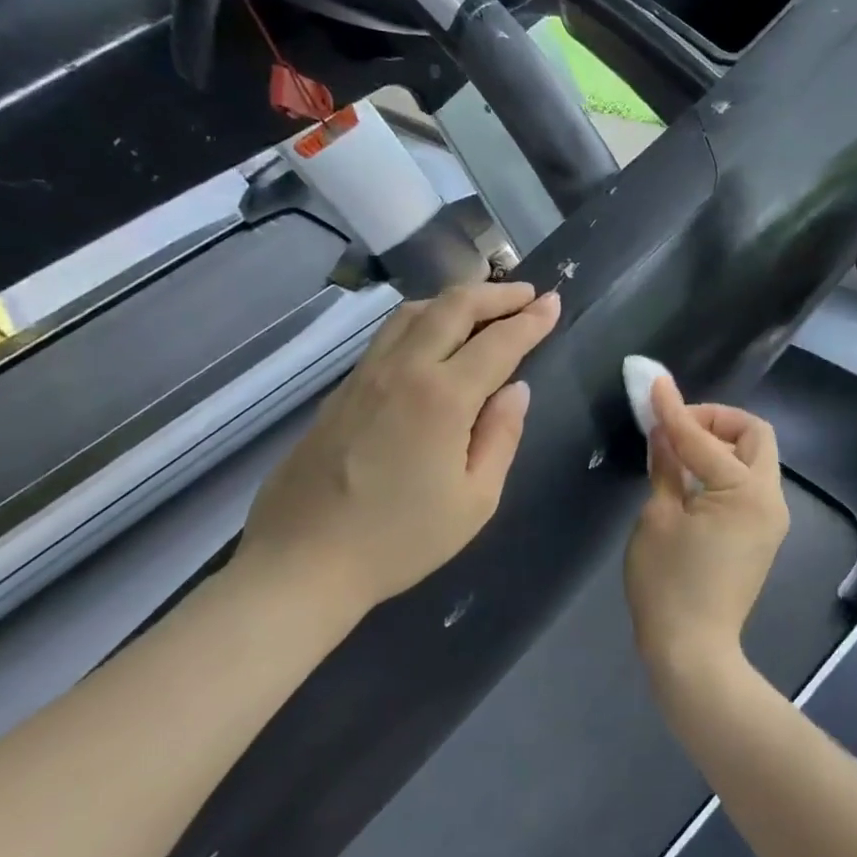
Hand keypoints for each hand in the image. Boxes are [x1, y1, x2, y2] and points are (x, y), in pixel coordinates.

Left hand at [237, 281, 560, 618]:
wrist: (302, 562)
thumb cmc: (400, 539)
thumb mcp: (475, 500)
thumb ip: (501, 436)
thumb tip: (514, 391)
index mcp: (442, 397)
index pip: (498, 342)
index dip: (530, 319)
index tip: (553, 303)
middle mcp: (403, 371)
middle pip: (452, 307)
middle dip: (495, 293)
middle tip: (525, 294)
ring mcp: (365, 376)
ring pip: (413, 313)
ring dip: (455, 300)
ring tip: (483, 308)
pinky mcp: (341, 390)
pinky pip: (389, 335)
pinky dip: (423, 320)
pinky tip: (433, 339)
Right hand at [624, 371, 789, 694]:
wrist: (693, 652)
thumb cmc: (667, 585)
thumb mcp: (657, 517)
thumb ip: (667, 466)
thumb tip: (663, 430)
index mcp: (744, 492)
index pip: (704, 438)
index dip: (674, 410)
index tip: (654, 384)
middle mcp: (770, 499)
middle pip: (754, 436)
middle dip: (717, 421)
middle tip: (677, 428)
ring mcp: (771, 518)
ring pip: (756, 458)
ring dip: (722, 444)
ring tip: (680, 451)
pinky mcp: (763, 534)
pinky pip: (750, 484)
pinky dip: (725, 469)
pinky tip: (692, 479)